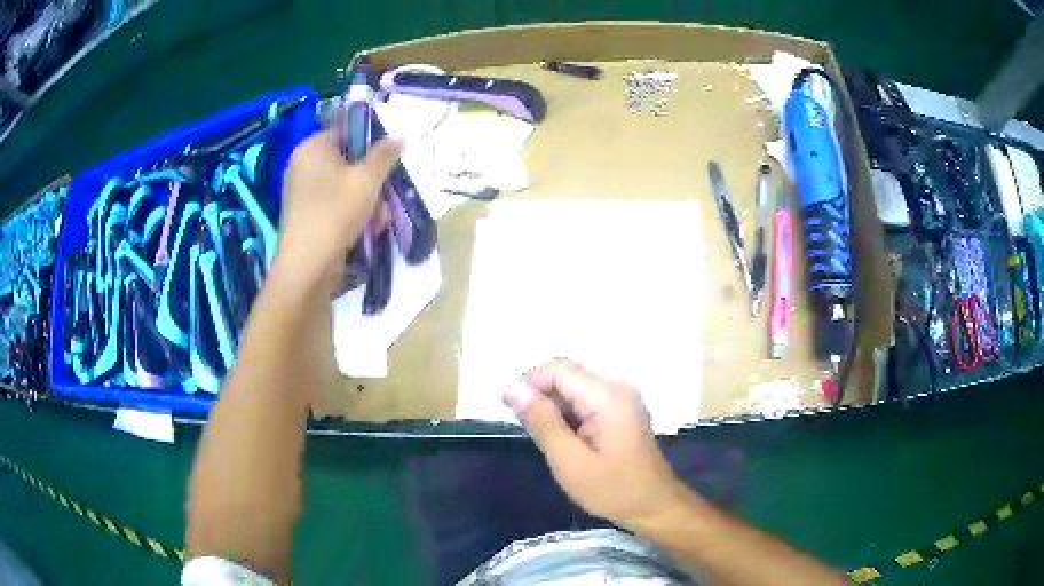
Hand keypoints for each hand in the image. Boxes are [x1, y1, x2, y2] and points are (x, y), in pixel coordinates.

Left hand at [275, 130, 400, 286]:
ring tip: (379, 220)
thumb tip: (399, 136)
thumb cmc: (335, 212)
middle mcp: (303, 166)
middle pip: (347, 162)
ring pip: (344, 187)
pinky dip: (352, 215)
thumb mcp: (367, 179)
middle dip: (371, 180)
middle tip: (385, 196)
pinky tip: (367, 231)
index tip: (388, 161)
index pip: (346, 132)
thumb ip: (385, 155)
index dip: (370, 144)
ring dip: (367, 201)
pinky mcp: (306, 217)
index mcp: (312, 147)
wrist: (307, 266)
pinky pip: (335, 206)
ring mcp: (302, 193)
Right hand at [504, 360, 691, 528]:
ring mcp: (622, 399)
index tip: (508, 410)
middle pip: (567, 375)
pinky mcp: (621, 411)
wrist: (654, 507)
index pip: (558, 369)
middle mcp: (617, 388)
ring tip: (540, 436)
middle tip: (522, 427)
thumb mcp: (570, 461)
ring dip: (552, 405)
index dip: (528, 383)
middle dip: (538, 394)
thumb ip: (542, 422)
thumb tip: (514, 389)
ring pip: (574, 388)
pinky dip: (567, 414)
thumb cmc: (612, 490)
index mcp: (608, 396)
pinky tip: (561, 438)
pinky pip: (585, 400)